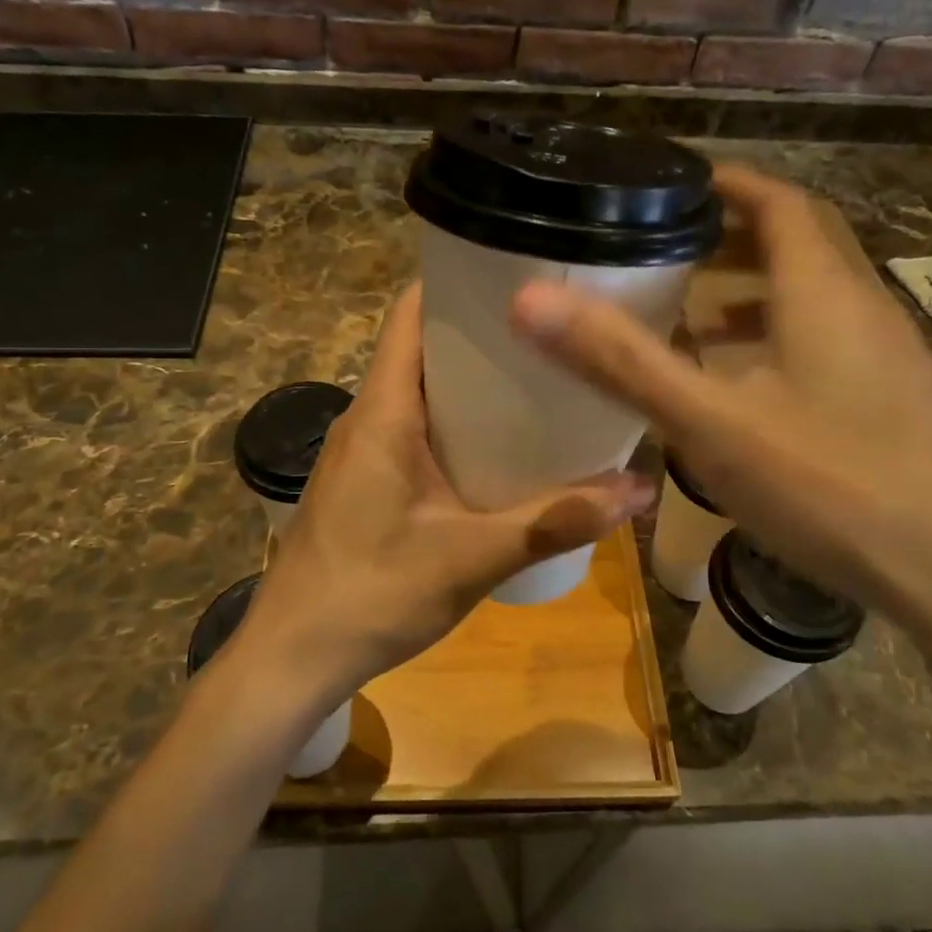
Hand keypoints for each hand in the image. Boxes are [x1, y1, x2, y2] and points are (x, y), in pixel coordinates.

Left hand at [233, 282, 653, 708]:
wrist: (292, 657)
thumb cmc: (372, 594)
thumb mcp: (473, 558)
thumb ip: (555, 520)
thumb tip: (638, 489)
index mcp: (383, 410)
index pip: (411, 314)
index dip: (457, 283)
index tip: (518, 275)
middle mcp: (366, 416)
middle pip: (422, 348)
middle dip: (482, 336)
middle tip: (551, 334)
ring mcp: (360, 450)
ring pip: (418, 392)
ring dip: (470, 384)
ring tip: (537, 383)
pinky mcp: (362, 480)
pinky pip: (411, 429)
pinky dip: (454, 424)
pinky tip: (498, 449)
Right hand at [508, 164, 931, 645]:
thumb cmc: (837, 485)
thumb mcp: (713, 423)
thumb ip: (622, 361)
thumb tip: (529, 300)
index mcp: (822, 291)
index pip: (778, 201)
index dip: (726, 183)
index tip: (672, 183)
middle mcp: (862, 309)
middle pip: (799, 242)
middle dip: (733, 231)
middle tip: (668, 243)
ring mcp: (887, 359)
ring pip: (814, 296)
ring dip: (755, 288)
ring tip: (694, 310)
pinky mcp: (895, 404)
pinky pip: (827, 343)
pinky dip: (777, 339)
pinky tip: (745, 385)